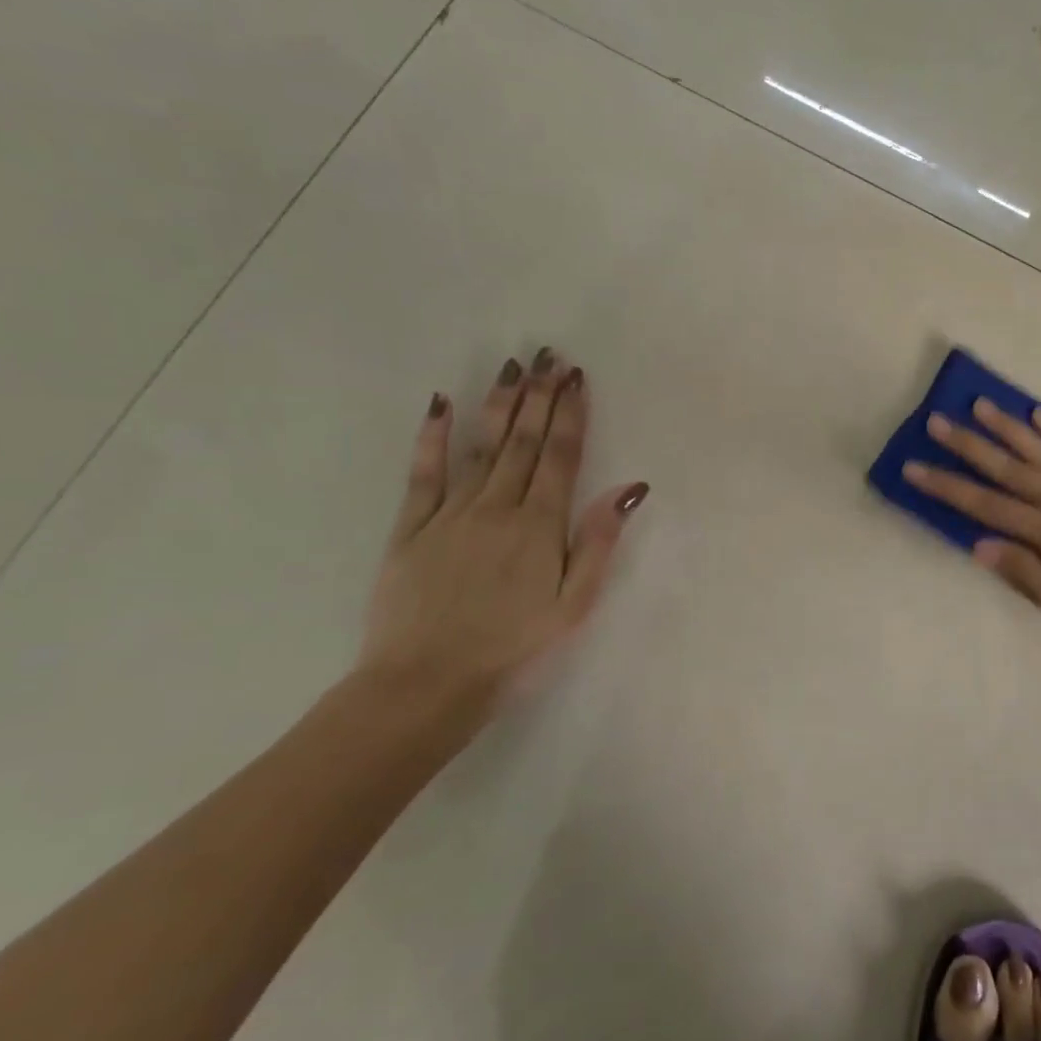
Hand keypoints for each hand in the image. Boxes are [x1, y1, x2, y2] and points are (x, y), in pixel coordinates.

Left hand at [359, 349, 647, 713]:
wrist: (426, 683)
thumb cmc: (514, 647)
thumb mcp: (574, 603)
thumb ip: (598, 542)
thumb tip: (629, 488)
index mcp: (540, 526)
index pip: (561, 457)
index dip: (571, 414)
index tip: (576, 378)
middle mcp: (497, 508)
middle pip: (523, 442)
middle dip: (539, 397)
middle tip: (548, 357)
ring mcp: (450, 514)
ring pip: (481, 447)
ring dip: (499, 405)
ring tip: (512, 369)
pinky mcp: (410, 528)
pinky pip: (423, 473)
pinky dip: (433, 437)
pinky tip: (441, 405)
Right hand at [903, 398, 1040, 641]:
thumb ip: (1024, 573)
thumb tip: (978, 544)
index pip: (986, 505)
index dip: (947, 487)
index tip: (915, 467)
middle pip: (1008, 468)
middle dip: (969, 445)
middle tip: (937, 422)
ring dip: (1009, 427)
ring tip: (981, 404)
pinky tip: (1040, 414)